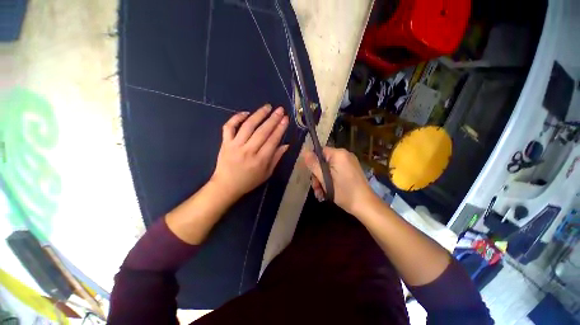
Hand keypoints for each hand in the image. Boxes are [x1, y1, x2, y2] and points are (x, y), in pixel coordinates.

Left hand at [210, 104, 288, 200]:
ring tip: (267, 107)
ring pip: (248, 126)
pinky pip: (229, 127)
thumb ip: (276, 158)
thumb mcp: (267, 173)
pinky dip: (236, 118)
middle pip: (262, 131)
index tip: (285, 118)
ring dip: (258, 114)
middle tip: (280, 109)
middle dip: (273, 119)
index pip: (273, 140)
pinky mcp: (225, 143)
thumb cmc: (249, 181)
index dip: (280, 128)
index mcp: (260, 160)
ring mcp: (235, 145)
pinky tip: (245, 113)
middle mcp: (249, 151)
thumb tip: (286, 145)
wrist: (226, 186)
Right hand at [303, 147, 376, 215]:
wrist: (366, 205)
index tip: (311, 175)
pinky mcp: (351, 170)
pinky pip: (336, 172)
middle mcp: (345, 155)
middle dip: (318, 175)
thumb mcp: (325, 179)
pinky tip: (328, 192)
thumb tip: (304, 151)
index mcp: (339, 154)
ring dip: (323, 180)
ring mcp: (349, 163)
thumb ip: (314, 165)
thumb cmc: (344, 192)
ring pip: (329, 168)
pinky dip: (331, 180)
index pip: (320, 151)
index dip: (313, 162)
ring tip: (321, 193)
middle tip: (316, 188)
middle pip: (324, 161)